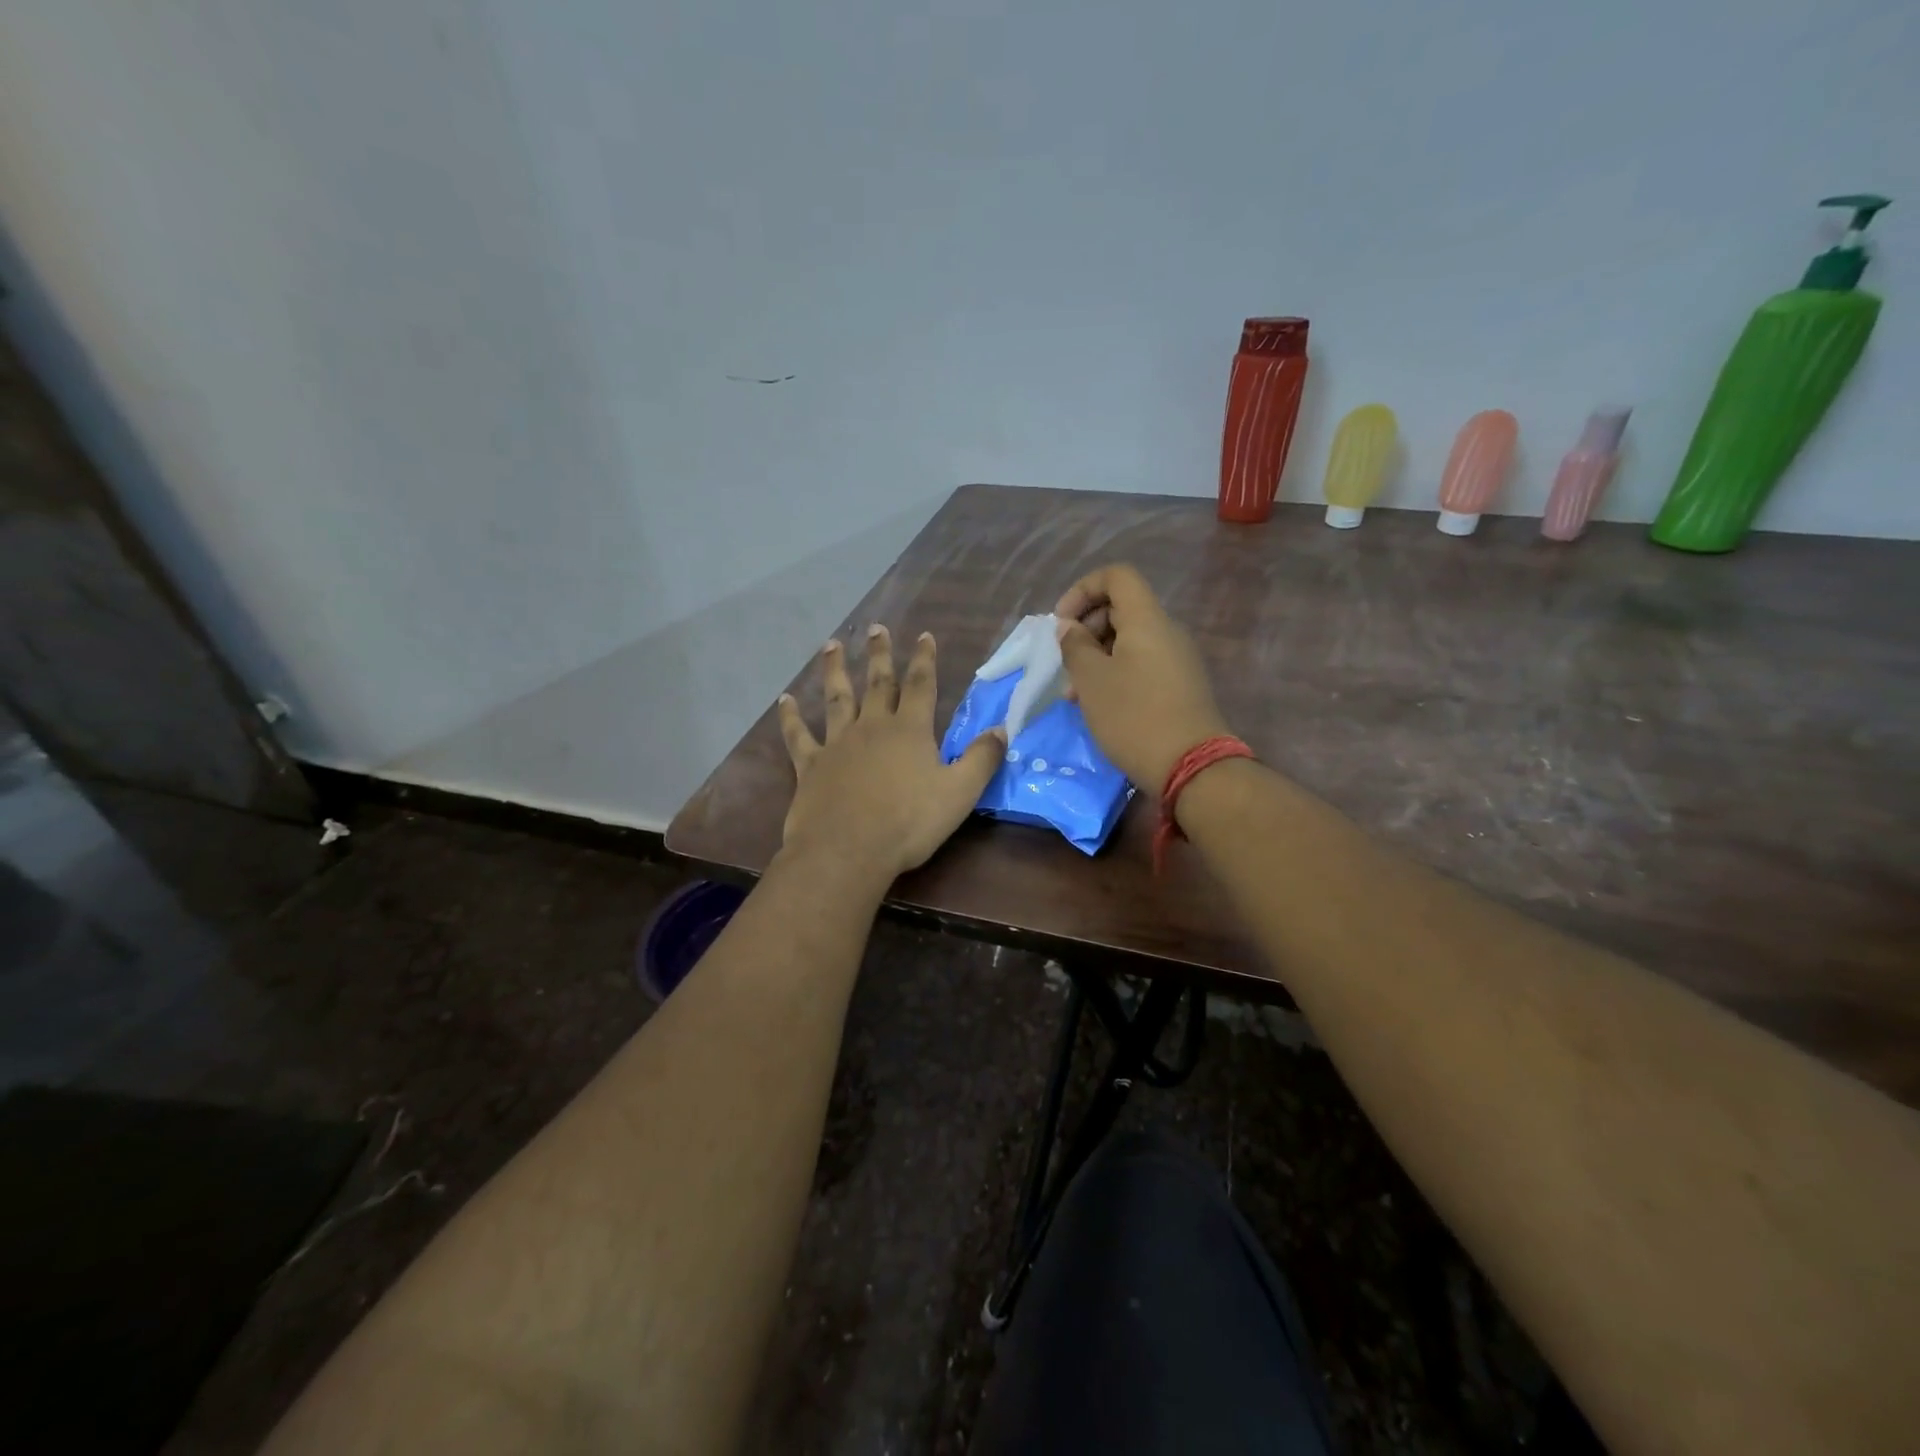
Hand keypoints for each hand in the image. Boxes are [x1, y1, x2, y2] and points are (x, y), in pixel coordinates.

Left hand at [777, 627, 1005, 881]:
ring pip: (837, 699)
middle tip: (876, 628)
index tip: (924, 635)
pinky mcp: (811, 765)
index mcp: (910, 731)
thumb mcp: (959, 793)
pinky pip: (799, 736)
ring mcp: (838, 744)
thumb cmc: (909, 823)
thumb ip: (982, 759)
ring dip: (836, 671)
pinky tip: (785, 700)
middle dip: (880, 655)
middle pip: (878, 684)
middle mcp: (873, 727)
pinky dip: (791, 717)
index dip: (924, 659)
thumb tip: (1002, 729)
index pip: (921, 686)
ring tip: (831, 645)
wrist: (848, 850)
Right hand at [1054, 564, 1231, 786]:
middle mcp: (1166, 631)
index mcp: (1147, 620)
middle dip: (1086, 628)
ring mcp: (1176, 659)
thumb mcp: (1091, 680)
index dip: (1083, 589)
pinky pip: (1141, 664)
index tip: (1062, 623)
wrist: (1190, 766)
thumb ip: (1075, 646)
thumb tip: (1070, 628)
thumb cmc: (1133, 716)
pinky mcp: (1179, 686)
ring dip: (1096, 657)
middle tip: (1064, 662)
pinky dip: (1115, 673)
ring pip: (1128, 640)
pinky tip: (1098, 705)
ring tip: (1074, 693)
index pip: (1117, 576)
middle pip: (1121, 608)